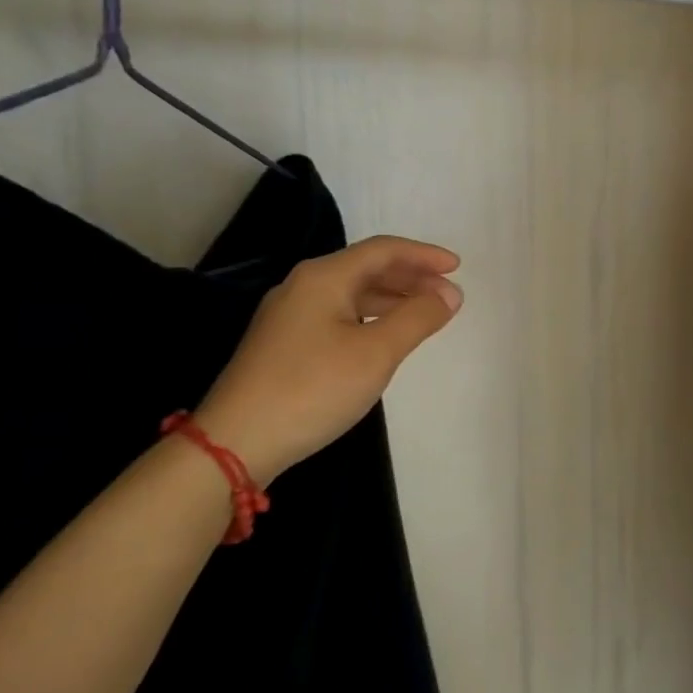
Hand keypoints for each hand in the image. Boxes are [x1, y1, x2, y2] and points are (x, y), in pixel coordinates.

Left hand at [192, 236, 462, 483]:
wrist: (235, 442)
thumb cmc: (313, 388)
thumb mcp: (377, 352)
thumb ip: (418, 317)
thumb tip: (450, 294)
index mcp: (324, 277)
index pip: (384, 250)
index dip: (424, 255)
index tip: (457, 268)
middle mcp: (303, 286)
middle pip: (367, 268)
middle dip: (412, 278)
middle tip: (448, 295)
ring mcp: (289, 316)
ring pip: (352, 294)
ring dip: (393, 299)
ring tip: (426, 315)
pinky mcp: (284, 344)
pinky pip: (339, 315)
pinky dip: (371, 318)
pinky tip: (385, 338)